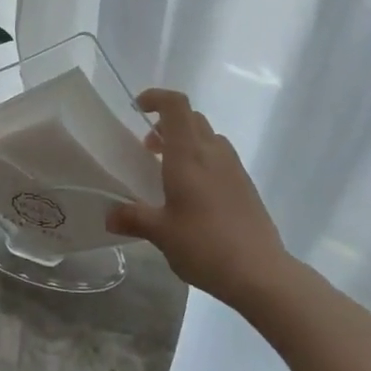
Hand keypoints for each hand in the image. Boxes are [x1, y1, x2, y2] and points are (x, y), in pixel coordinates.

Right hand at [108, 89, 288, 311]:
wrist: (261, 273)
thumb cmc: (204, 245)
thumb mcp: (161, 233)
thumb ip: (133, 219)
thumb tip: (109, 216)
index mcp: (189, 155)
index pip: (176, 105)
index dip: (156, 97)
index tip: (138, 108)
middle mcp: (213, 153)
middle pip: (191, 118)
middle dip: (167, 124)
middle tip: (148, 149)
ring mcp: (234, 168)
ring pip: (208, 137)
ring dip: (186, 142)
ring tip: (169, 172)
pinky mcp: (246, 186)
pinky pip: (220, 158)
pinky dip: (202, 161)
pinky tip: (194, 195)